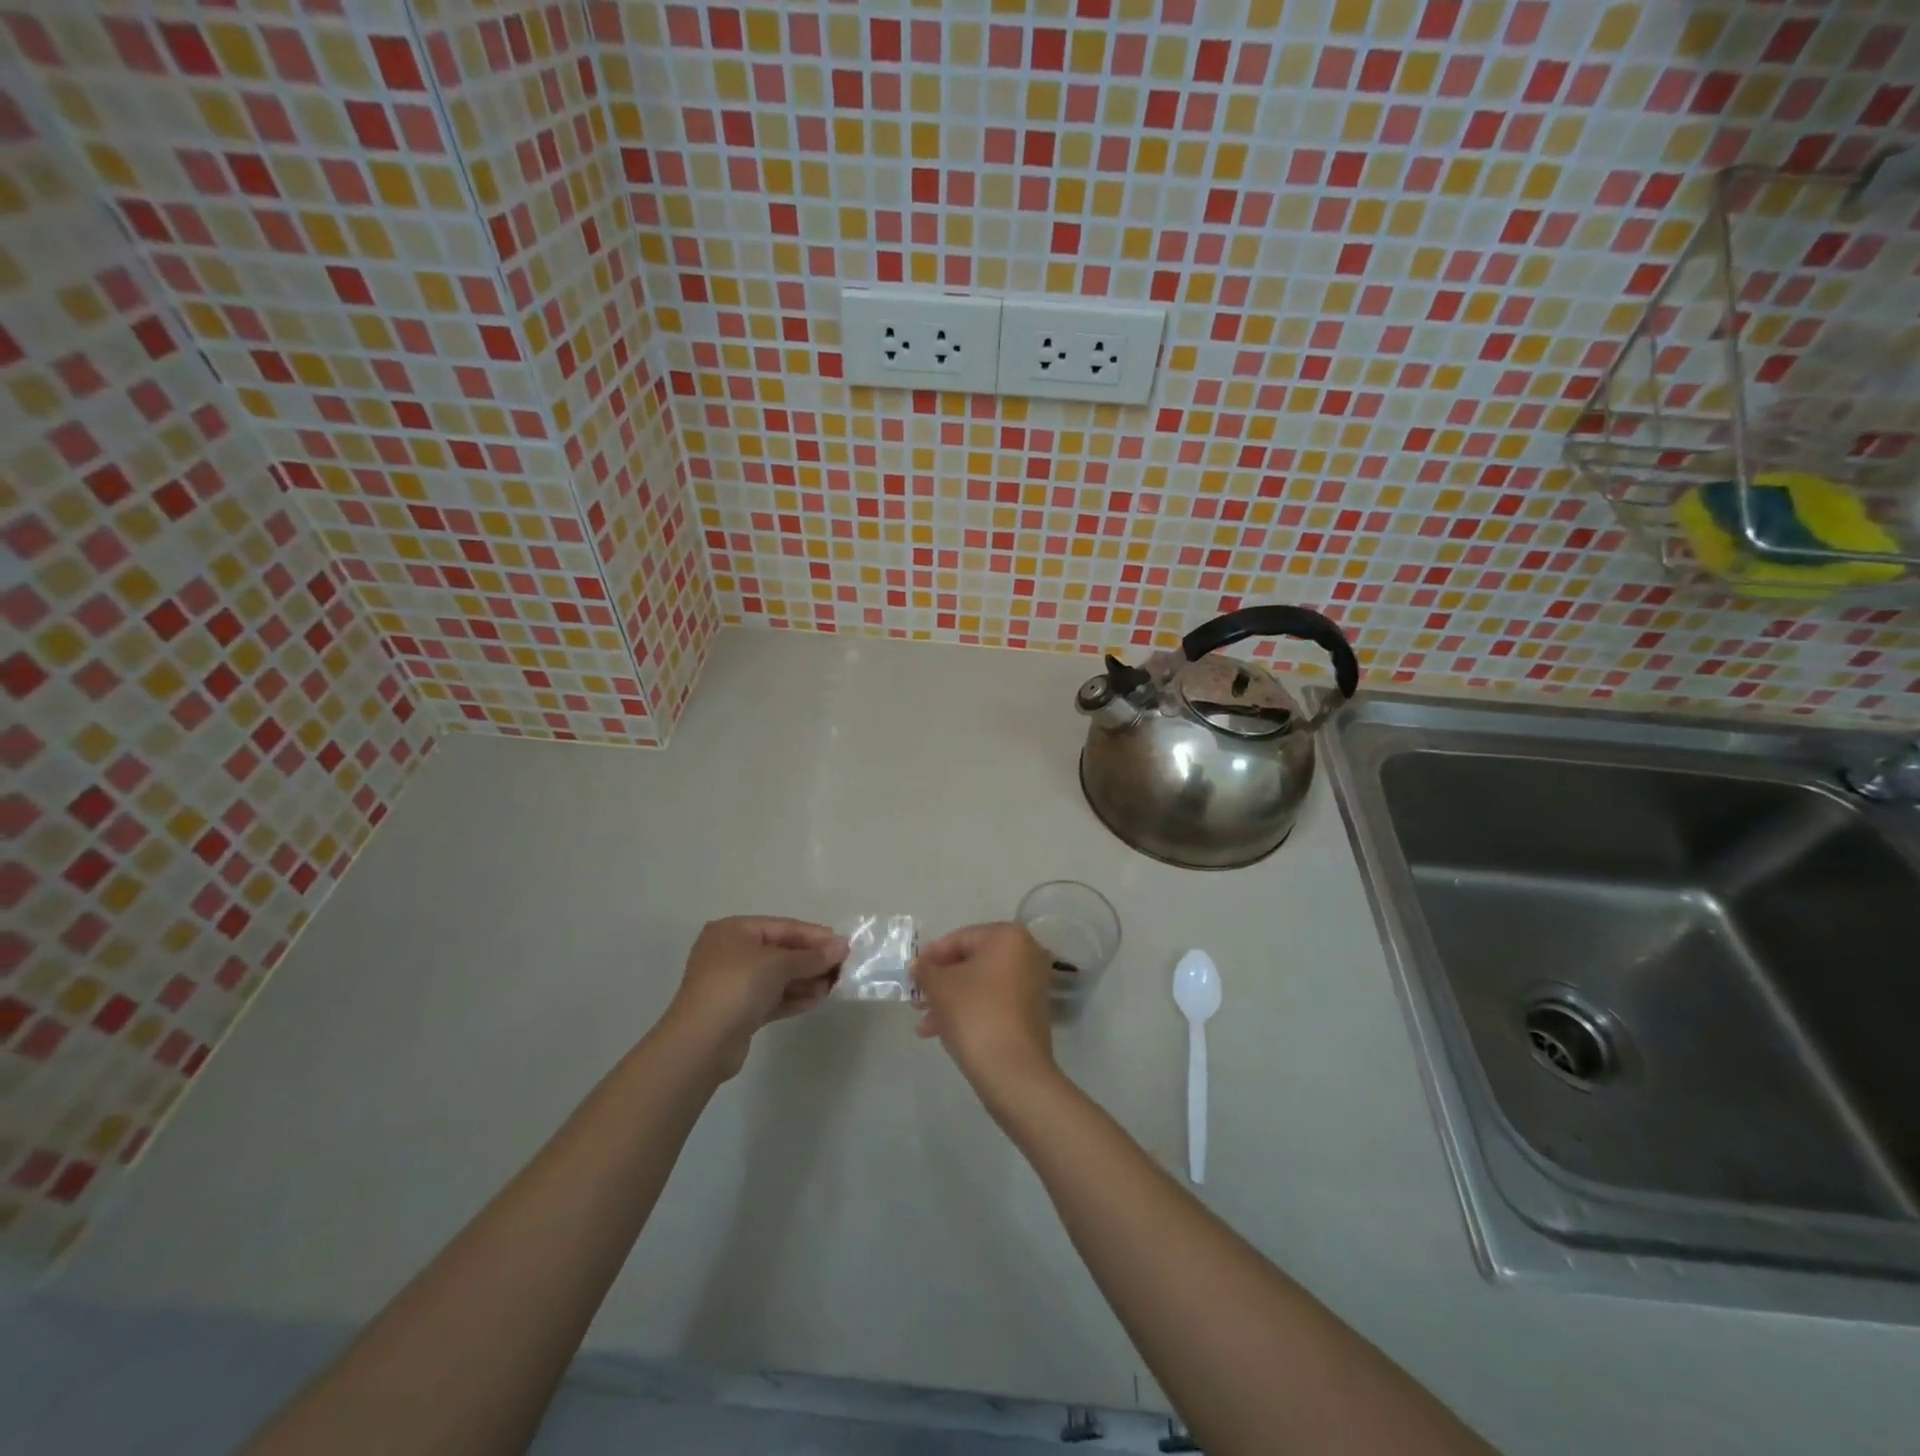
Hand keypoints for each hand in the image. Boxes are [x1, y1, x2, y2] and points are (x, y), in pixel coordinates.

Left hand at [664, 917, 846, 1078]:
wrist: (701, 1044)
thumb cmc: (737, 987)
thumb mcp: (778, 964)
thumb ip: (812, 956)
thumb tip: (842, 946)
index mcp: (734, 931)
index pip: (783, 927)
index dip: (815, 935)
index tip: (844, 945)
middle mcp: (731, 952)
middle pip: (781, 952)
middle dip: (812, 960)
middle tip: (843, 968)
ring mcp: (733, 983)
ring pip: (777, 977)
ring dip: (806, 980)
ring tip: (833, 987)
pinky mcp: (737, 1011)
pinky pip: (772, 998)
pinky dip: (793, 997)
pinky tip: (816, 1000)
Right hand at [912, 922, 1058, 1107]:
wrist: (1013, 1072)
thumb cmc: (975, 1015)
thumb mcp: (940, 987)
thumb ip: (926, 970)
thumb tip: (920, 966)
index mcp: (1008, 937)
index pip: (961, 938)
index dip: (932, 956)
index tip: (912, 974)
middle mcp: (1026, 954)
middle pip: (972, 962)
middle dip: (940, 982)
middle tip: (916, 1000)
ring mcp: (1032, 984)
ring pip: (980, 985)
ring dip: (950, 1001)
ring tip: (924, 1025)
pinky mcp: (1031, 1012)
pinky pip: (993, 1002)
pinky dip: (969, 1011)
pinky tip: (943, 1032)